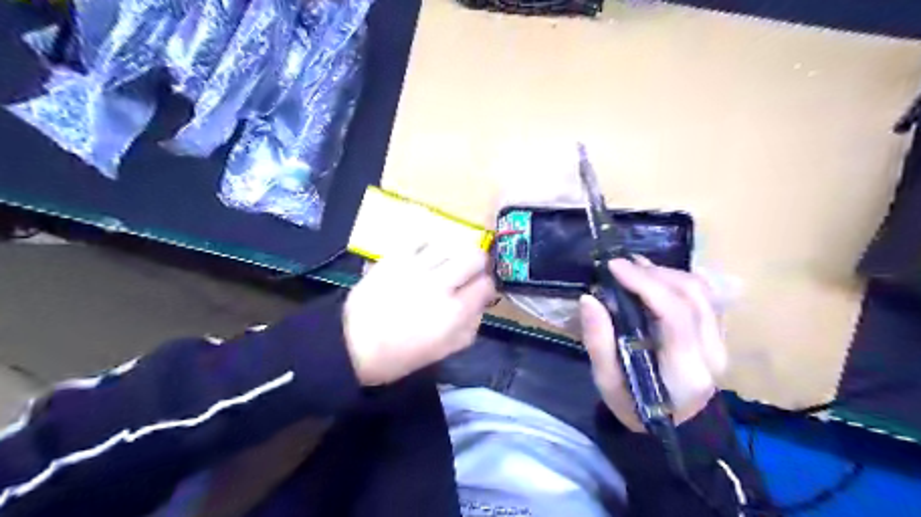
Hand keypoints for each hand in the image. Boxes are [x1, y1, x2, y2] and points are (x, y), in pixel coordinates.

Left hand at [344, 243, 497, 386]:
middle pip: (475, 256)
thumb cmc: (400, 355)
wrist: (352, 344)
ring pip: (451, 243)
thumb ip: (470, 327)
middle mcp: (440, 284)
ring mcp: (417, 267)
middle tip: (468, 273)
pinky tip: (425, 257)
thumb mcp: (443, 351)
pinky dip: (429, 246)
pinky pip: (422, 239)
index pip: (486, 284)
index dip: (486, 288)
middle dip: (478, 264)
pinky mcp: (395, 257)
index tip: (479, 292)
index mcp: (454, 312)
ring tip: (445, 264)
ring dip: (454, 253)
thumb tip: (480, 304)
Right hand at [581, 258, 726, 431]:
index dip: (645, 283)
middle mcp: (712, 352)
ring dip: (666, 273)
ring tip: (636, 269)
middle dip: (653, 273)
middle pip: (692, 295)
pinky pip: (705, 297)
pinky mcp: (720, 336)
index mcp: (684, 369)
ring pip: (702, 291)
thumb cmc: (635, 407)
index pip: (674, 313)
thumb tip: (589, 299)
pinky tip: (656, 279)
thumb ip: (598, 341)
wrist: (676, 429)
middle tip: (621, 266)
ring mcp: (721, 343)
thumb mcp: (607, 383)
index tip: (614, 267)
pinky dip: (678, 281)